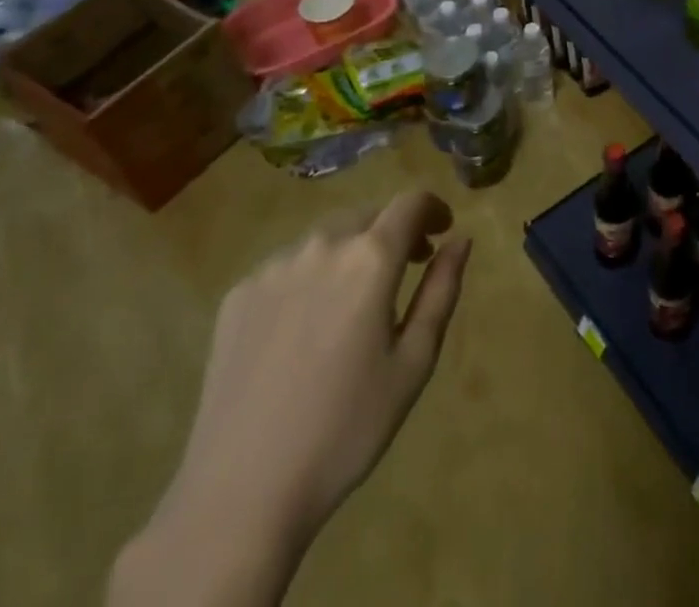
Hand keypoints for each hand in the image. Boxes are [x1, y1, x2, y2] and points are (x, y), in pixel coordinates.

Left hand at [112, 192, 470, 606]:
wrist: (239, 495)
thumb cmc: (346, 429)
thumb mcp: (413, 362)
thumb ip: (442, 290)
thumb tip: (460, 239)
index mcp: (370, 259)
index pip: (411, 202)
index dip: (433, 208)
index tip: (442, 231)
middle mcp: (321, 246)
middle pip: (367, 214)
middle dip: (393, 230)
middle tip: (406, 267)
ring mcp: (272, 269)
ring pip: (325, 237)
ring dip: (350, 250)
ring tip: (354, 299)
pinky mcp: (237, 296)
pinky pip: (286, 266)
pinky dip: (309, 276)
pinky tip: (305, 326)